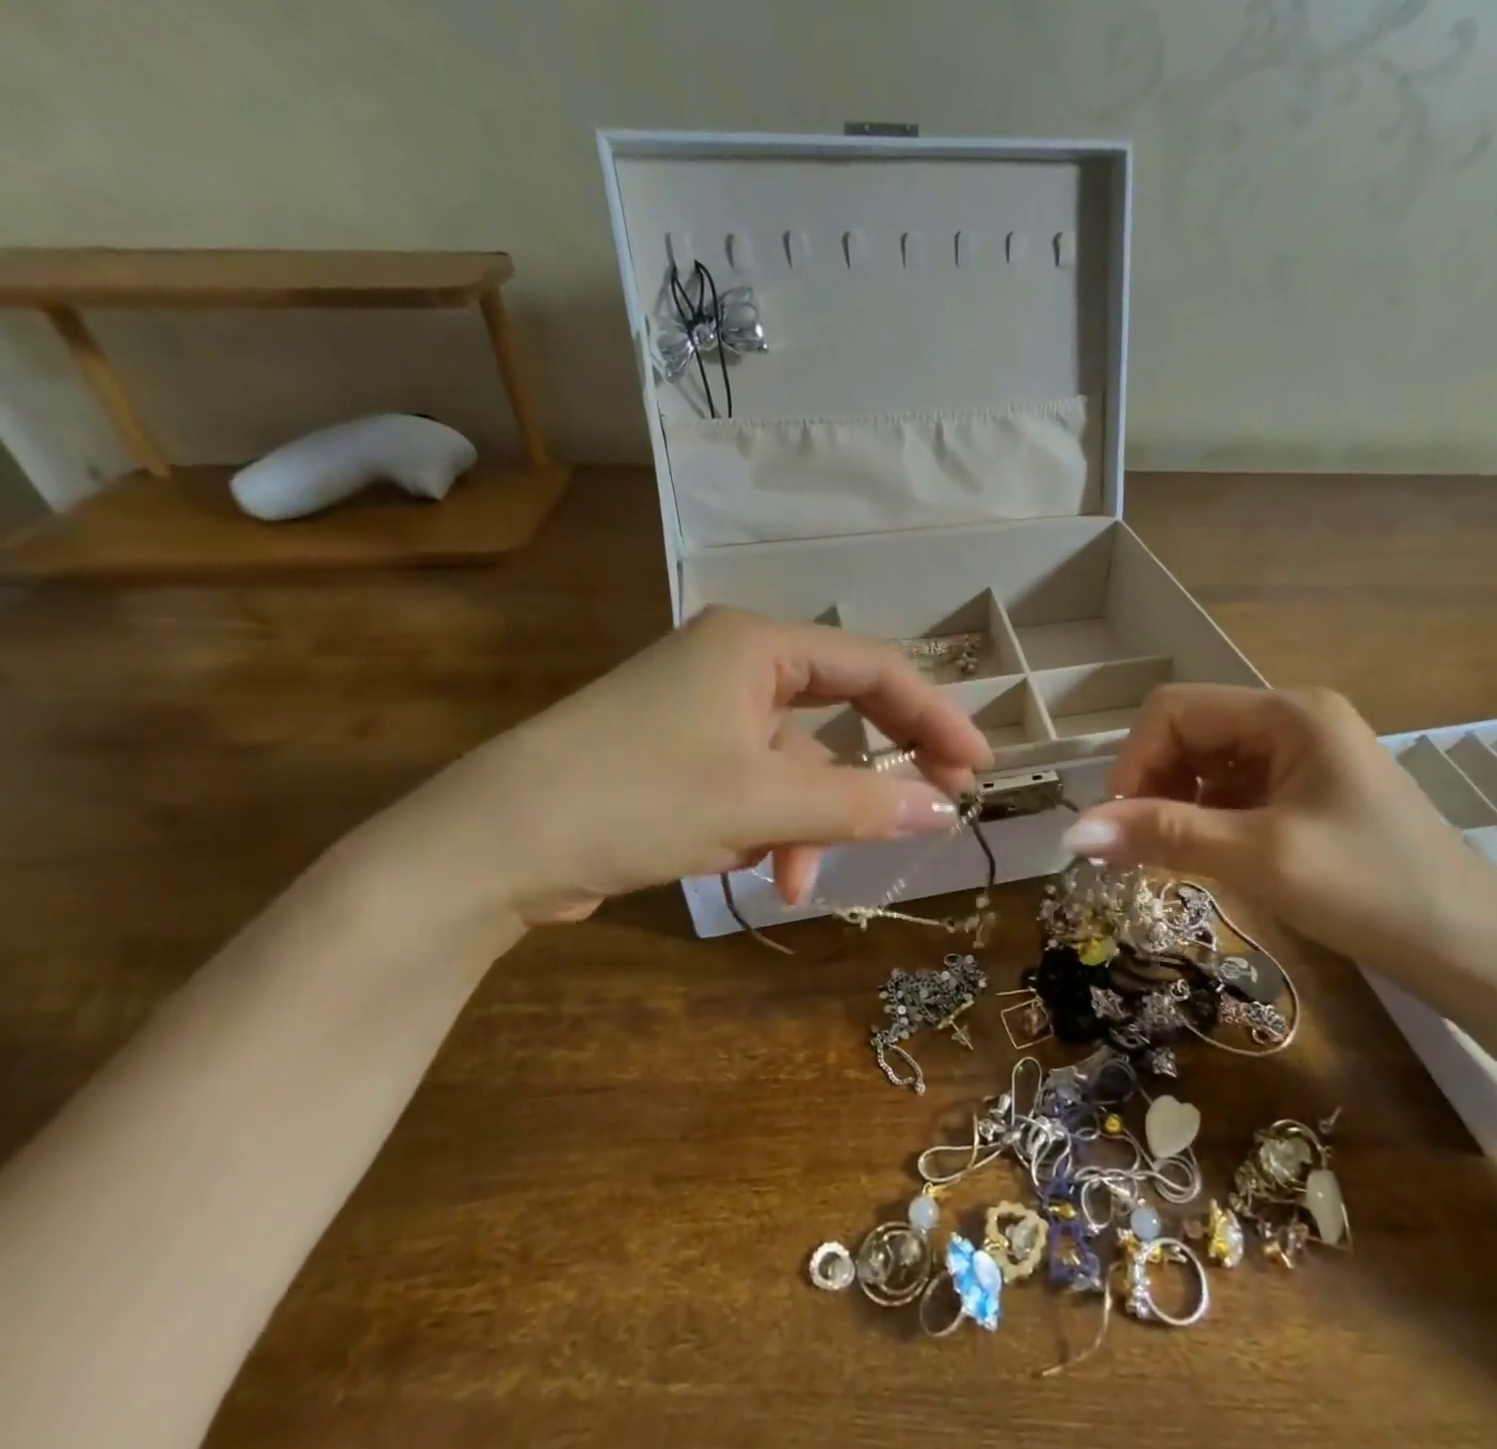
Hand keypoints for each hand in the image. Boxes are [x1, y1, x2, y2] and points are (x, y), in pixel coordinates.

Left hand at [378, 607, 993, 923]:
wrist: (491, 847)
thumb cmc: (636, 797)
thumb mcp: (762, 802)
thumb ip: (861, 803)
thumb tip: (945, 808)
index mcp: (756, 644)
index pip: (874, 669)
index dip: (934, 715)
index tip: (977, 766)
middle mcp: (736, 664)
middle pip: (840, 712)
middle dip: (877, 772)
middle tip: (935, 806)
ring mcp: (707, 711)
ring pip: (796, 763)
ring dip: (810, 821)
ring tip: (798, 878)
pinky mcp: (684, 756)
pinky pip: (757, 785)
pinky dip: (769, 828)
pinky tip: (751, 868)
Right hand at [1059, 685, 1496, 981]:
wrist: (1476, 952)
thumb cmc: (1372, 892)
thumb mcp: (1258, 859)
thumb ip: (1163, 835)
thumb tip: (1072, 833)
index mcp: (1288, 712)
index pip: (1174, 710)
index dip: (1134, 760)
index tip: (1117, 824)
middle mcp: (1292, 719)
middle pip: (1188, 733)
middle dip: (1153, 786)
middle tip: (1137, 847)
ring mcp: (1301, 756)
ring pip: (1205, 765)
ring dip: (1175, 806)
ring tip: (1169, 857)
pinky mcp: (1306, 791)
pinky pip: (1232, 791)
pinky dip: (1205, 820)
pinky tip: (1206, 856)